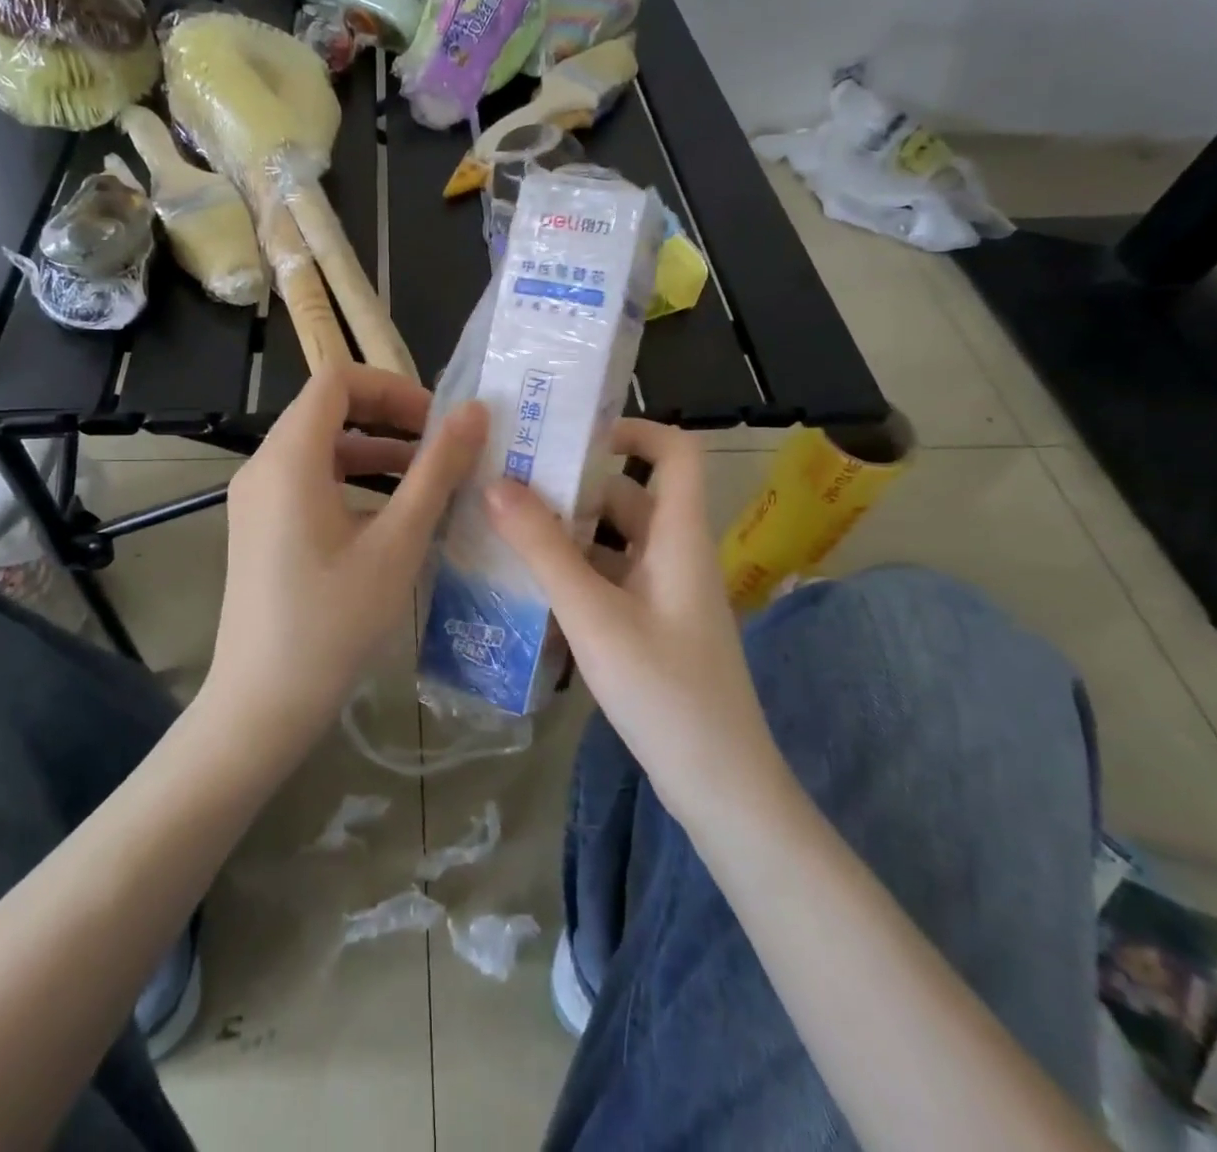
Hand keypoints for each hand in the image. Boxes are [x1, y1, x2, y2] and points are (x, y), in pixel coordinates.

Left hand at [204, 365, 485, 763]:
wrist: (263, 704)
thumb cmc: (334, 622)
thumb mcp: (397, 543)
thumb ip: (436, 471)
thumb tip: (473, 412)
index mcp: (289, 458)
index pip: (337, 380)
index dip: (392, 387)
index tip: (438, 420)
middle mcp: (263, 467)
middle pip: (327, 409)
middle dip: (390, 416)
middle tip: (443, 445)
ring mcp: (257, 499)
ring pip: (321, 447)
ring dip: (376, 450)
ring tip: (430, 478)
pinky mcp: (260, 527)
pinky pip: (309, 480)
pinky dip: (353, 480)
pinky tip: (393, 516)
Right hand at [484, 421, 782, 817]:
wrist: (720, 787)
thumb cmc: (664, 692)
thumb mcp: (595, 616)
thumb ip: (544, 550)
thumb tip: (497, 484)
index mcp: (678, 537)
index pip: (675, 452)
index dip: (633, 429)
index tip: (571, 434)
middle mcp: (674, 555)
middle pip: (629, 497)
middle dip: (573, 486)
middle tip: (509, 482)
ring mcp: (664, 594)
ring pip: (613, 543)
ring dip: (565, 535)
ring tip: (502, 530)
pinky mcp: (652, 627)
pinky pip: (609, 581)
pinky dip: (573, 575)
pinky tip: (526, 587)